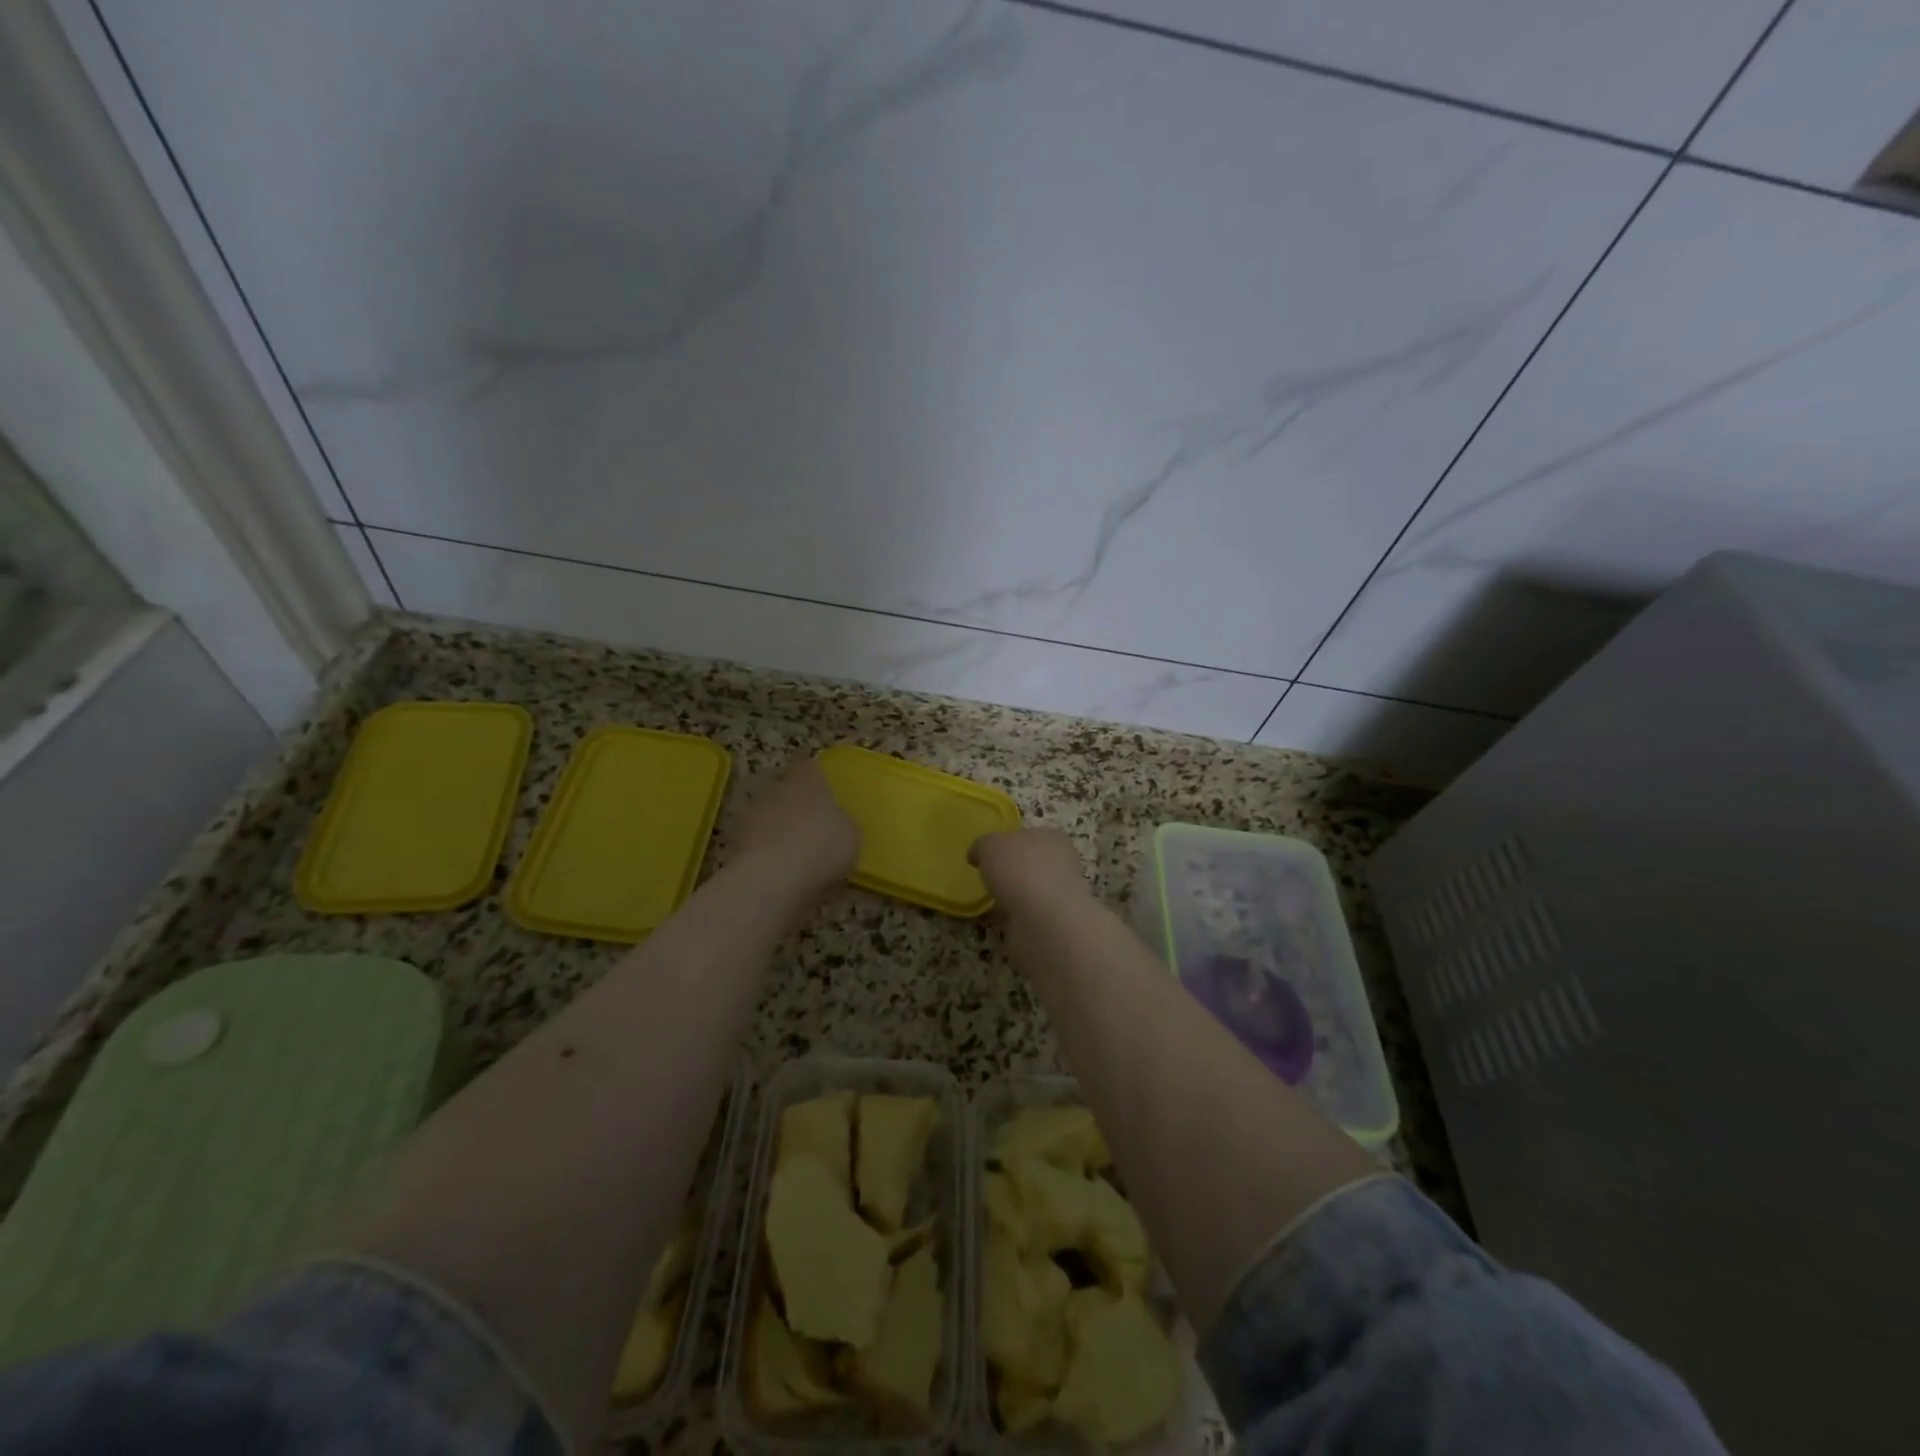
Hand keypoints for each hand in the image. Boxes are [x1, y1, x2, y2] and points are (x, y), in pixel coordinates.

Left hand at [737, 756, 860, 898]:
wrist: (772, 877)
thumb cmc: (822, 845)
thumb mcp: (851, 835)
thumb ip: (842, 823)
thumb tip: (837, 823)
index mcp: (807, 780)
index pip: (807, 764)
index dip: (813, 773)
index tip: (819, 783)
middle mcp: (776, 789)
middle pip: (784, 789)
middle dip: (794, 803)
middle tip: (810, 823)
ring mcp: (751, 814)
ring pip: (767, 814)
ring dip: (777, 828)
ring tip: (793, 851)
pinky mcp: (735, 842)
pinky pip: (756, 841)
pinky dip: (765, 851)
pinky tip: (779, 870)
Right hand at [971, 827, 1091, 920]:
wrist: (1044, 920)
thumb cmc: (1019, 869)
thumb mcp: (990, 845)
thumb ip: (983, 845)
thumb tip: (978, 854)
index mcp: (1051, 837)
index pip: (1028, 835)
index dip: (1007, 843)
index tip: (988, 855)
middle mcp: (1061, 863)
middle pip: (1030, 863)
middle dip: (1011, 871)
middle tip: (988, 880)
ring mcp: (1061, 894)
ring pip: (1031, 890)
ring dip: (1014, 896)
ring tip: (991, 903)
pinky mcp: (1055, 922)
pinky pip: (1029, 915)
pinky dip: (1015, 917)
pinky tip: (1001, 921)